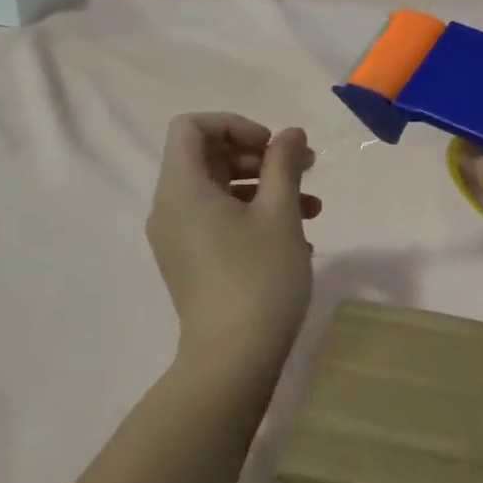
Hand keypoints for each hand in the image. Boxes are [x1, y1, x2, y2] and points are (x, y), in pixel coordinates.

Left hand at [146, 113, 320, 369]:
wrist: (233, 359)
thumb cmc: (259, 277)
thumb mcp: (280, 214)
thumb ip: (284, 164)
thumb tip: (290, 133)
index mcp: (182, 188)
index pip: (191, 127)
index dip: (234, 124)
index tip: (272, 147)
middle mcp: (170, 209)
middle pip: (207, 158)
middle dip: (259, 157)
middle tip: (304, 168)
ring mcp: (178, 239)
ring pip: (219, 192)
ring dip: (265, 188)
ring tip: (313, 207)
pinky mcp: (191, 264)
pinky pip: (218, 222)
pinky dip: (253, 216)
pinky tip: (296, 238)